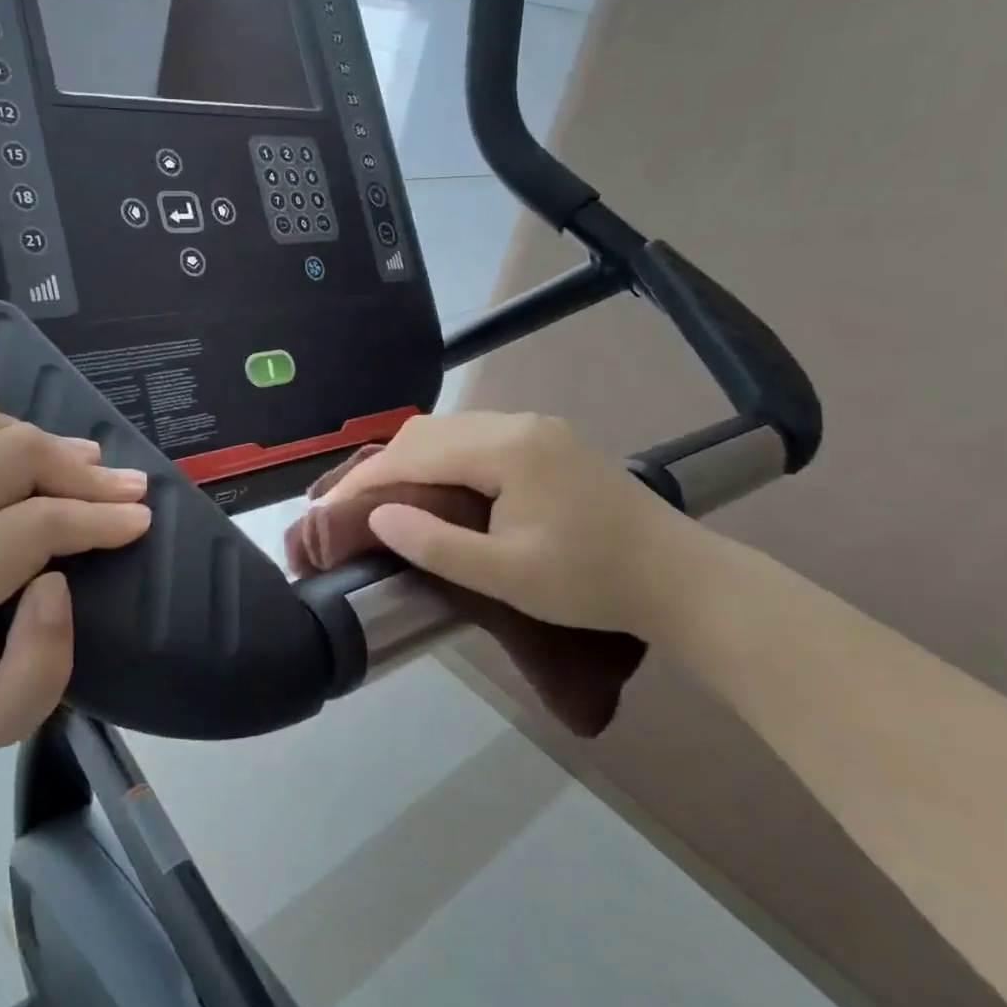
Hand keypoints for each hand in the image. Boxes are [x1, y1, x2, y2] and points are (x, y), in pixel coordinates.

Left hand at [0, 394, 151, 768]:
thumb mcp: (6, 720)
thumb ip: (44, 662)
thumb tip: (56, 580)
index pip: (31, 527)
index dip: (97, 516)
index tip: (139, 517)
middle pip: (5, 458)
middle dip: (78, 468)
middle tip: (121, 486)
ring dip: (34, 434)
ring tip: (74, 459)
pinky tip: (1, 418)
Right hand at [323, 412, 704, 639]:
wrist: (680, 579)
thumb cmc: (591, 583)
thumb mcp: (507, 576)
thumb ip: (436, 544)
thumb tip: (378, 514)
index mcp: (506, 449)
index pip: (414, 452)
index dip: (365, 478)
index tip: (326, 505)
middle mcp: (517, 423)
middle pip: (428, 432)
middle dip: (382, 464)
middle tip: (348, 503)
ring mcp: (535, 428)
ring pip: (450, 431)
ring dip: (410, 458)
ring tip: (381, 495)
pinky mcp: (547, 441)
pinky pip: (474, 437)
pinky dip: (440, 457)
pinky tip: (433, 484)